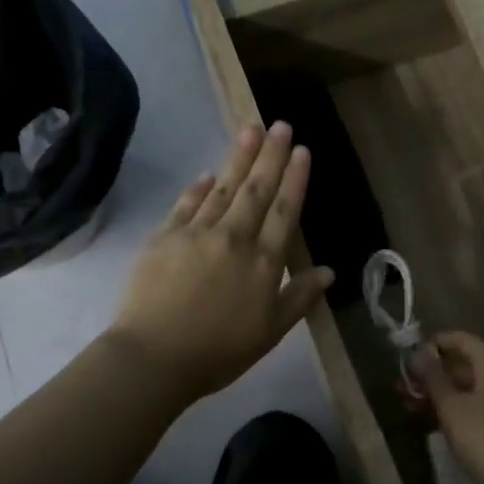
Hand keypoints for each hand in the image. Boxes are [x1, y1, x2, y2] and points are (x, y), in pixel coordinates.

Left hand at [110, 122, 332, 401]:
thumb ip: (299, 297)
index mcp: (264, 262)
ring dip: (238, 158)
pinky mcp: (164, 238)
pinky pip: (186, 204)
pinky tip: (209, 172)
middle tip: (280, 125)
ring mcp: (196, 234)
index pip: (284, 211)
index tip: (302, 151)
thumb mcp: (270, 331)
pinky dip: (199, 187)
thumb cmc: (219, 351)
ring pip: (223, 188)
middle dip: (270, 155)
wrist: (154, 357)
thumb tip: (329, 271)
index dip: (295, 179)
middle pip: (256, 189)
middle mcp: (234, 238)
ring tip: (250, 130)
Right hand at [408, 331, 483, 483]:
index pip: (461, 339)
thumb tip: (419, 351)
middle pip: (461, 364)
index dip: (434, 343)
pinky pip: (468, 406)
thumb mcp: (452, 405)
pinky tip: (426, 420)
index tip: (408, 355)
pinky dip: (448, 409)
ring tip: (406, 403)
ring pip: (462, 388)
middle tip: (400, 384)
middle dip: (430, 372)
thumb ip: (434, 377)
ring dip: (435, 393)